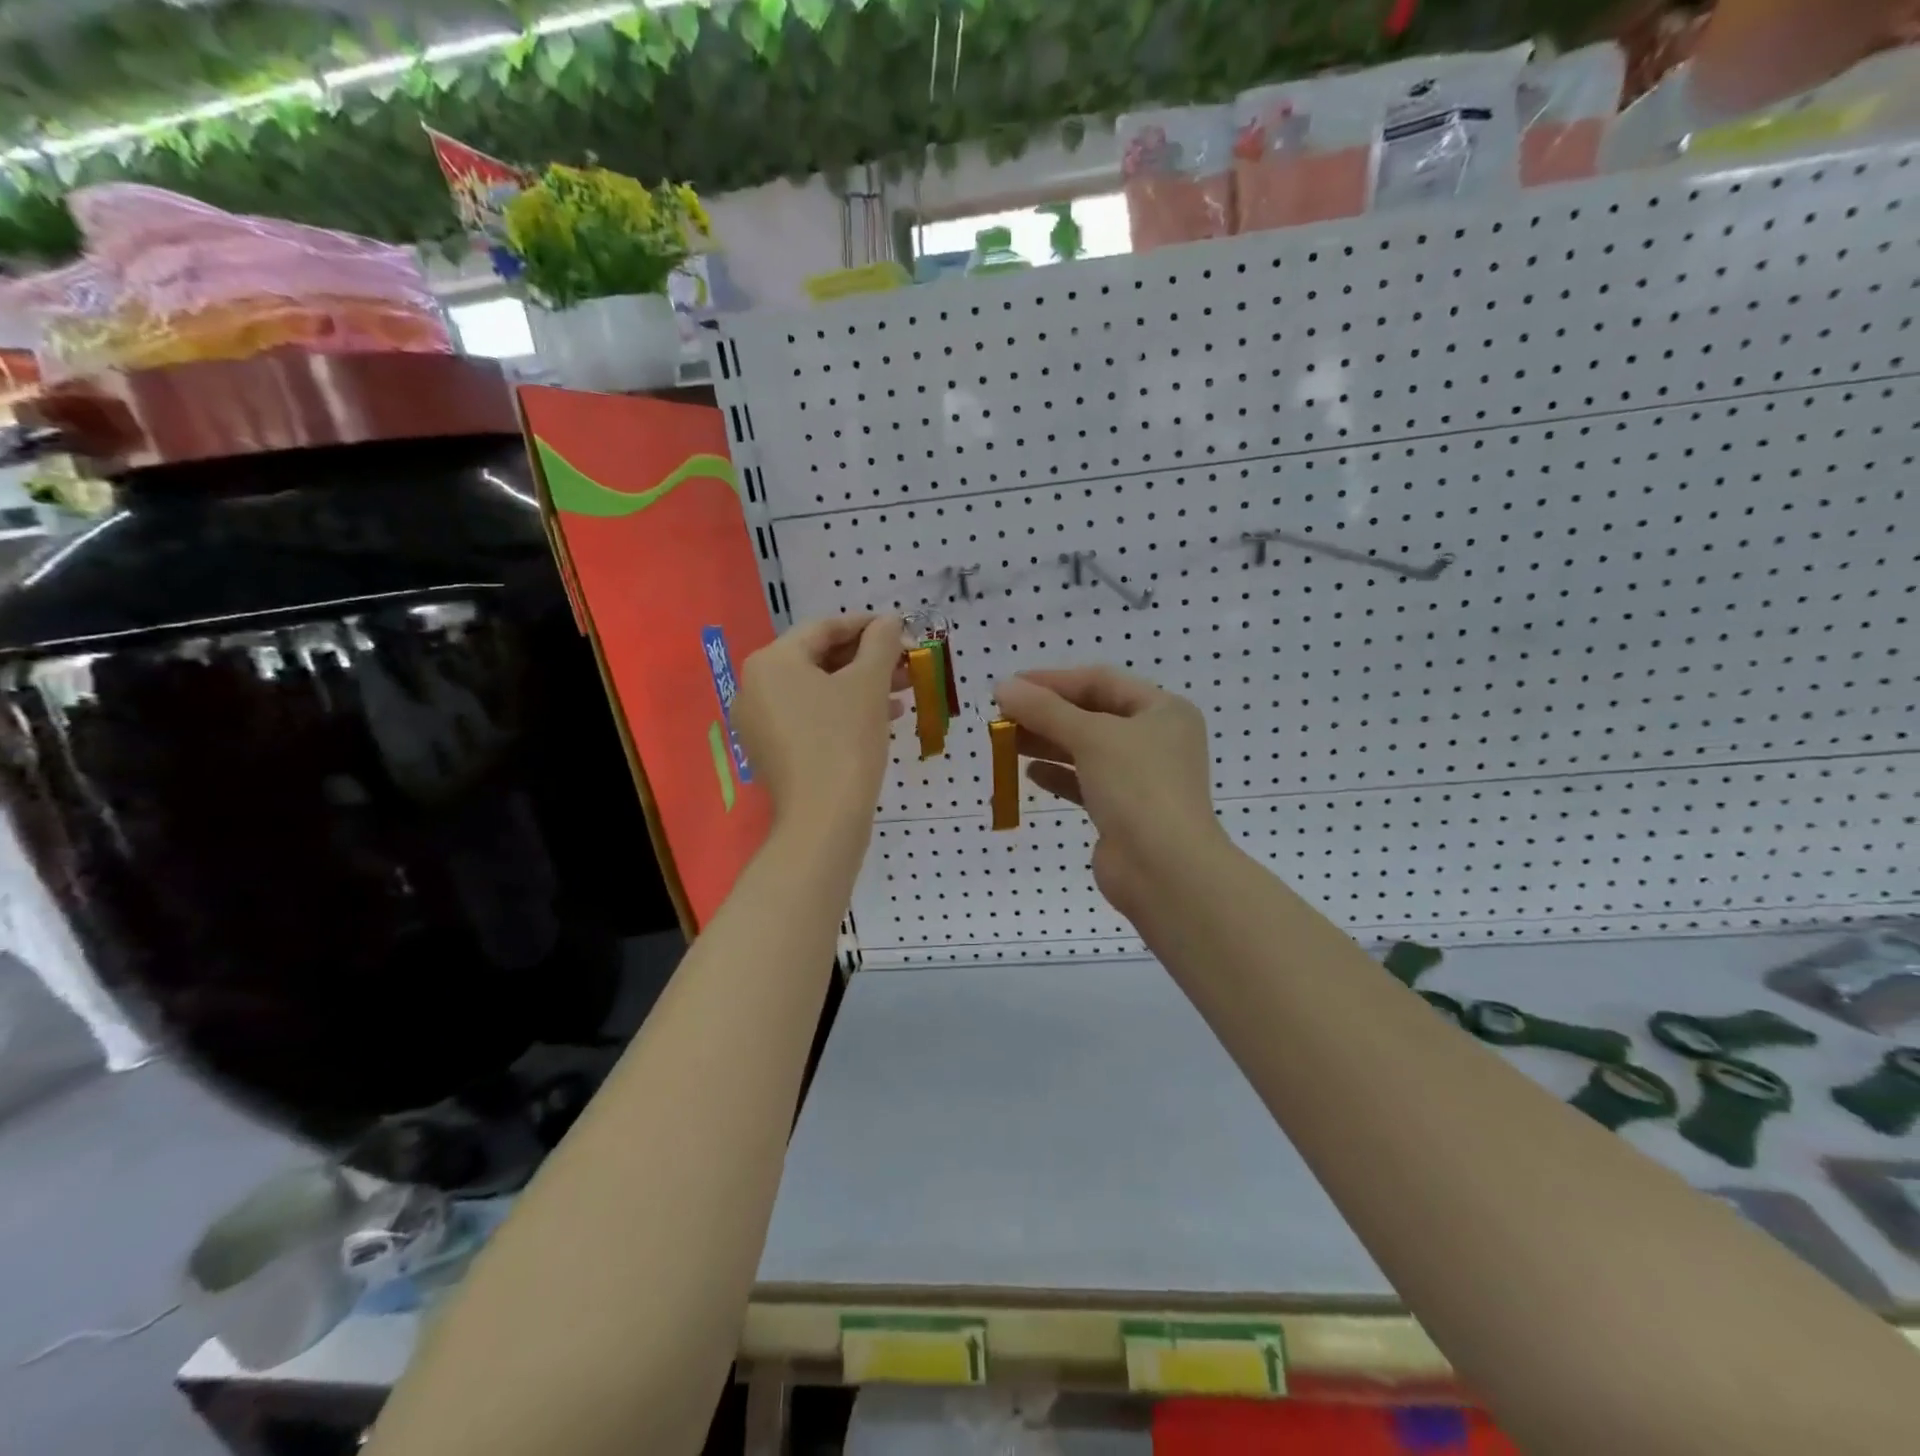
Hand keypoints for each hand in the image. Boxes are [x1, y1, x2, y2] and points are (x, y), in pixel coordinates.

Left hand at [734, 614, 904, 845]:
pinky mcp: (773, 752)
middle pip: (819, 660)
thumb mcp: (868, 684)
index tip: (899, 629)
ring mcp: (761, 723)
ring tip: (903, 692)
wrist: (823, 820)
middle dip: (867, 660)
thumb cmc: (845, 740)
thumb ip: (880, 644)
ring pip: (818, 691)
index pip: (823, 628)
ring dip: (861, 686)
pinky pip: (811, 718)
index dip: (866, 625)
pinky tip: (884, 718)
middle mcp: (756, 687)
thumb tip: (889, 621)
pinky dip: (844, 712)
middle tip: (906, 663)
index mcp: (771, 662)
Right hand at [994, 666, 1227, 921]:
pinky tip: (1030, 773)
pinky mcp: (1124, 810)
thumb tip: (1002, 686)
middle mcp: (1156, 739)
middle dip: (1047, 713)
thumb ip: (1044, 710)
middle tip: (1002, 715)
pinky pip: (1085, 782)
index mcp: (1163, 710)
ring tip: (1006, 741)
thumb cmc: (1137, 787)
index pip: (1101, 681)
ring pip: (1086, 749)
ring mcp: (1141, 778)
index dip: (1054, 680)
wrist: (1164, 870)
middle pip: (1092, 715)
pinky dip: (1059, 775)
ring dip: (1047, 742)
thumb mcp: (1091, 737)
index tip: (1011, 685)